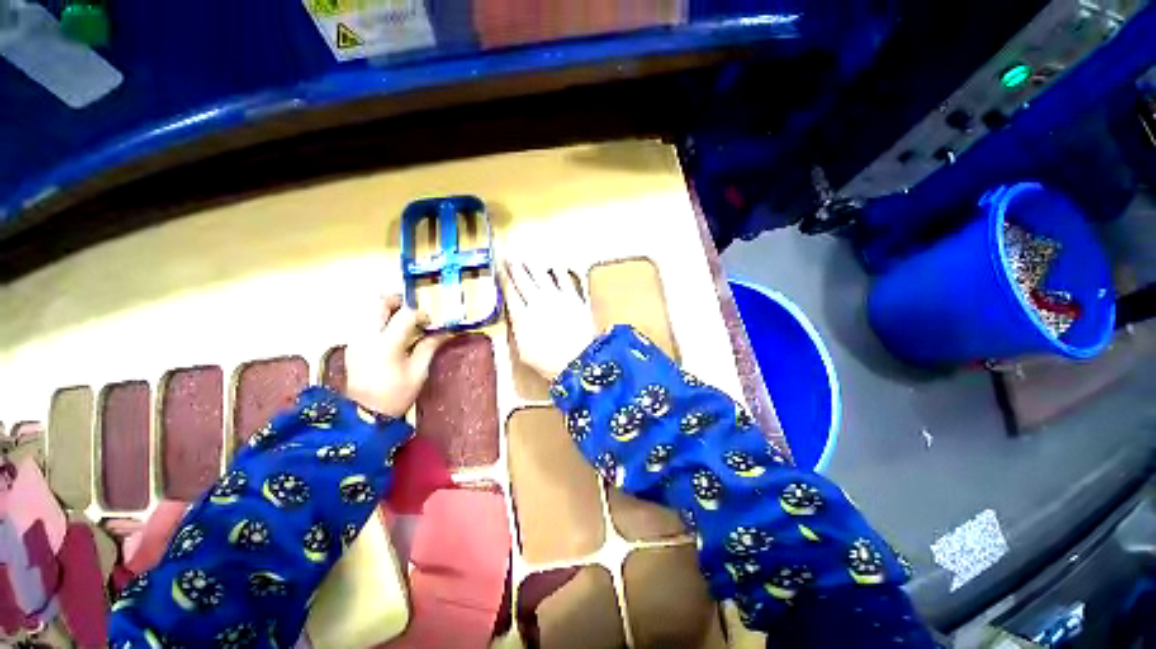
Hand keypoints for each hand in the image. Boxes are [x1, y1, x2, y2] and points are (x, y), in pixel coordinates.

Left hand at [344, 295, 450, 417]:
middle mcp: (367, 337)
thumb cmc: (396, 395)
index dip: (421, 314)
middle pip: (379, 303)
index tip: (431, 323)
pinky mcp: (352, 345)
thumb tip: (446, 332)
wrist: (364, 416)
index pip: (405, 315)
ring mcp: (356, 340)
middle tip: (414, 311)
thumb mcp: (418, 371)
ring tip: (405, 322)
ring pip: (369, 310)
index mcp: (386, 344)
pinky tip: (392, 335)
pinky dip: (380, 321)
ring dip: (389, 310)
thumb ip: (430, 346)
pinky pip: (365, 322)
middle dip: (399, 301)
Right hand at [502, 260, 595, 379]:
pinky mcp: (574, 297)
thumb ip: (518, 331)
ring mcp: (556, 298)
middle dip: (514, 268)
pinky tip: (555, 266)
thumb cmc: (549, 362)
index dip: (504, 280)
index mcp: (522, 316)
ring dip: (532, 265)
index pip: (510, 293)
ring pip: (541, 276)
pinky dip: (558, 271)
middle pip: (523, 280)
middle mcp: (537, 302)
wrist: (579, 360)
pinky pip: (564, 279)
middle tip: (508, 257)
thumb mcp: (524, 352)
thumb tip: (515, 316)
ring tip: (525, 257)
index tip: (500, 271)